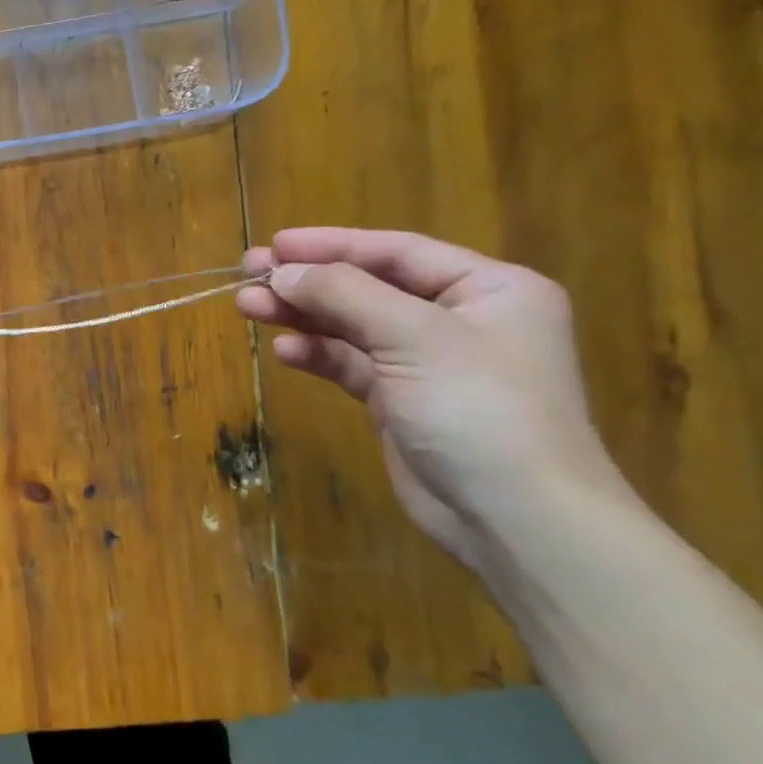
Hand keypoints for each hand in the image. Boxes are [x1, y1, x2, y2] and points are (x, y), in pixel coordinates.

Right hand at [235, 228, 626, 567]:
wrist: (515, 518)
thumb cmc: (478, 409)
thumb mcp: (414, 337)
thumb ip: (345, 294)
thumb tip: (282, 271)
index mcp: (488, 289)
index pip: (397, 251)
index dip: (332, 244)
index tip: (275, 245)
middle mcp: (459, 319)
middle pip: (368, 286)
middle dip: (308, 280)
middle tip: (248, 273)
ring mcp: (428, 363)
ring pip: (352, 325)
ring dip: (302, 316)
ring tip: (247, 306)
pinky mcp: (400, 401)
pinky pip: (350, 364)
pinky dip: (317, 354)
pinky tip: (284, 351)